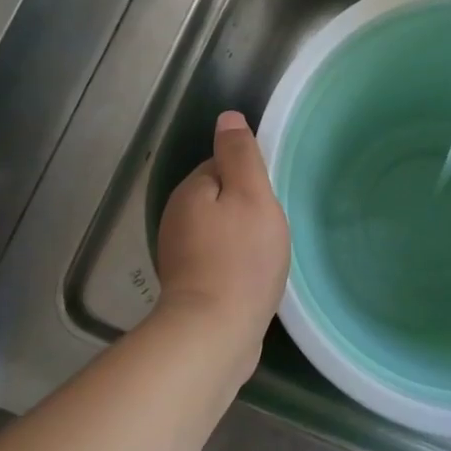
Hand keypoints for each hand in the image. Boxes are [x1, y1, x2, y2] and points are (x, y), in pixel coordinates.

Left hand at [155, 111, 289, 339]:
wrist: (215, 333)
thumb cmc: (241, 258)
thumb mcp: (251, 195)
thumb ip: (240, 155)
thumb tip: (227, 117)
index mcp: (190, 191)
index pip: (222, 165)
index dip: (250, 177)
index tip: (270, 198)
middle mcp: (177, 218)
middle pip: (220, 197)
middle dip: (247, 207)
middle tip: (273, 226)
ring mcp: (180, 255)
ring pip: (220, 229)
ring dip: (242, 235)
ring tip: (267, 252)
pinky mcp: (190, 286)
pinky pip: (218, 258)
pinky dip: (235, 261)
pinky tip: (252, 275)